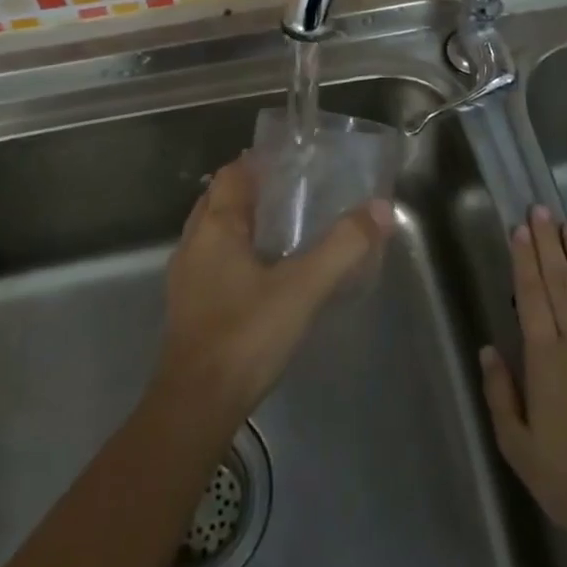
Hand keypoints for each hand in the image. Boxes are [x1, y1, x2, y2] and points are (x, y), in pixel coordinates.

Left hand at [155, 154, 393, 431]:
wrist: (196, 407)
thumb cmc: (246, 335)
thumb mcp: (303, 288)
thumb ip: (342, 247)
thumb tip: (380, 209)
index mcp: (215, 226)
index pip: (233, 173)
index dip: (258, 161)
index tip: (291, 159)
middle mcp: (194, 243)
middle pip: (220, 199)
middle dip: (252, 189)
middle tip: (293, 191)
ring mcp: (185, 277)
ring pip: (213, 231)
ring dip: (241, 222)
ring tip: (282, 228)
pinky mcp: (187, 307)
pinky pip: (211, 261)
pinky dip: (234, 253)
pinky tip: (261, 273)